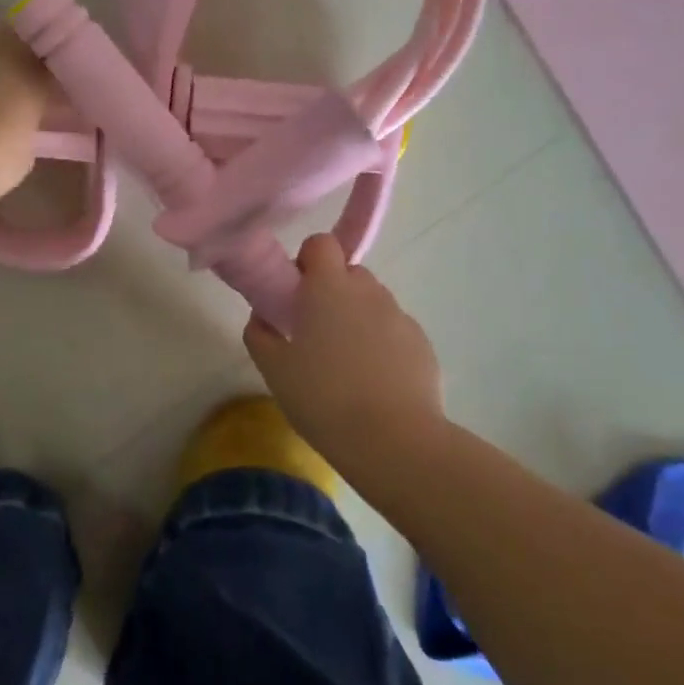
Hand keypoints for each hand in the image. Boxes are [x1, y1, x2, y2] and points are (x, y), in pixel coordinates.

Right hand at [244, 234, 445, 457]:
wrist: (394, 441)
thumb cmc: (323, 398)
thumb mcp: (274, 369)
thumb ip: (260, 333)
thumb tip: (263, 316)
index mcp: (329, 287)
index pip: (321, 243)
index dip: (307, 260)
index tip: (296, 292)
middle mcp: (368, 291)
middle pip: (348, 272)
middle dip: (332, 292)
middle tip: (315, 331)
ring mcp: (400, 317)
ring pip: (373, 303)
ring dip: (357, 318)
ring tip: (345, 363)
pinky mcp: (423, 344)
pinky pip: (394, 331)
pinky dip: (382, 344)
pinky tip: (373, 382)